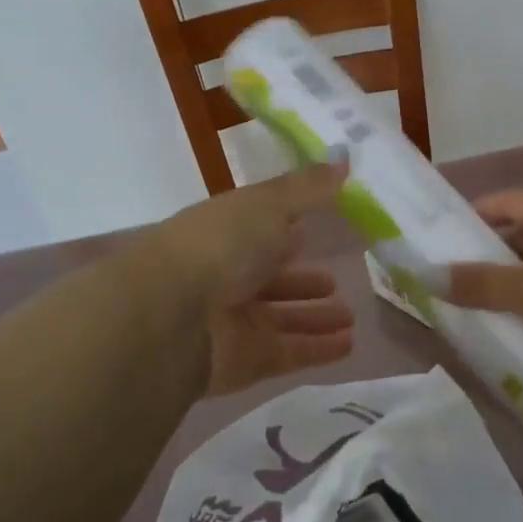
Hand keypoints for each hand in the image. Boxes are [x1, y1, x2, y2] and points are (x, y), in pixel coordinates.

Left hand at [152, 165, 356, 395]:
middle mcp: (228, 277)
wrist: (171, 316)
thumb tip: (345, 161)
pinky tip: (349, 344)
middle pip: (272, 280)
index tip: (318, 231)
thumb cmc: (219, 244)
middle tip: (337, 282)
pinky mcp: (248, 360)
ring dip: (316, 317)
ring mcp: (236, 322)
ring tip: (351, 316)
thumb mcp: (267, 202)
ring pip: (283, 318)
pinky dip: (319, 349)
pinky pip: (291, 352)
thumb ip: (308, 187)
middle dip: (304, 281)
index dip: (288, 231)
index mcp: (227, 234)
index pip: (261, 232)